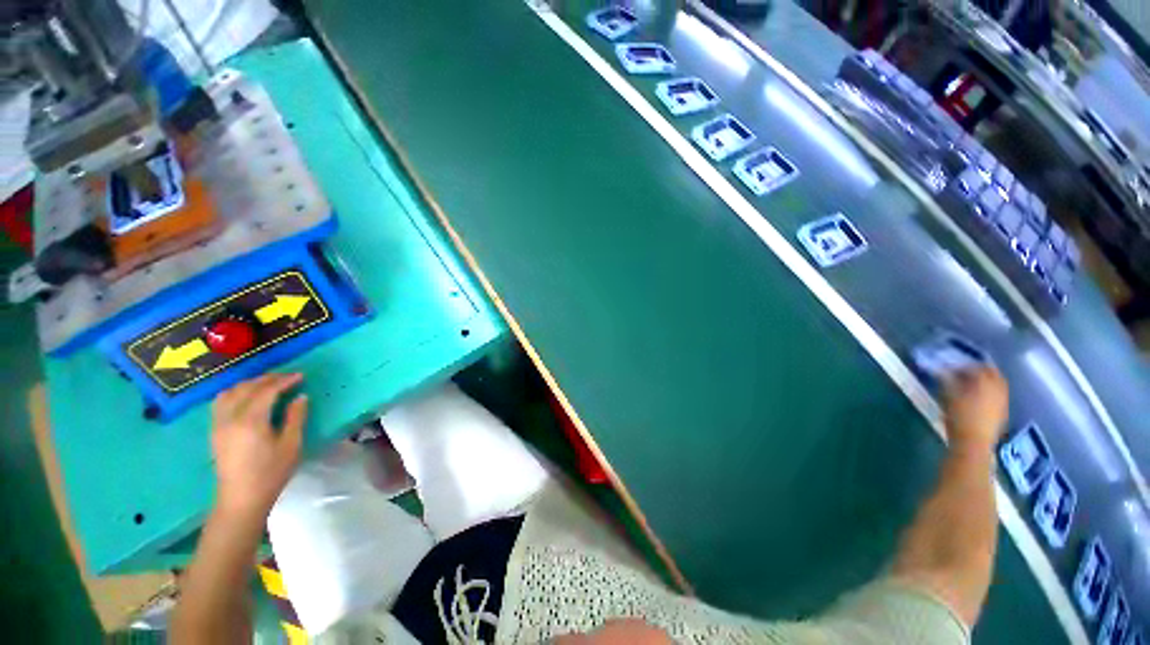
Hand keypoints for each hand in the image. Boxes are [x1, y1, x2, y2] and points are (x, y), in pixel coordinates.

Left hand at [211, 373, 308, 519]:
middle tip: (288, 378)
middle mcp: (230, 417)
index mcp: (251, 420)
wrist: (241, 498)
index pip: (267, 390)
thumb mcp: (291, 444)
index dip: (284, 381)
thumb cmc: (271, 472)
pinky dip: (235, 392)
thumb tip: (301, 397)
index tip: (300, 376)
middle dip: (268, 379)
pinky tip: (247, 397)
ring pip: (230, 392)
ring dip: (250, 384)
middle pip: (247, 388)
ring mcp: (218, 424)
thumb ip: (296, 417)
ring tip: (267, 385)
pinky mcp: (214, 430)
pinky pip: (221, 402)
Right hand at [941, 365, 1008, 453]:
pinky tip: (979, 396)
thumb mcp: (948, 396)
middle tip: (965, 371)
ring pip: (997, 383)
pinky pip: (999, 393)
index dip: (964, 364)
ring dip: (986, 380)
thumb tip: (942, 370)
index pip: (976, 366)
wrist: (973, 443)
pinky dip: (990, 390)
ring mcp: (1003, 400)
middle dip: (979, 369)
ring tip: (972, 383)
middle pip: (992, 372)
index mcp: (984, 382)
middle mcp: (998, 388)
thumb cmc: (958, 418)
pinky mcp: (1003, 410)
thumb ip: (947, 380)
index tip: (951, 366)